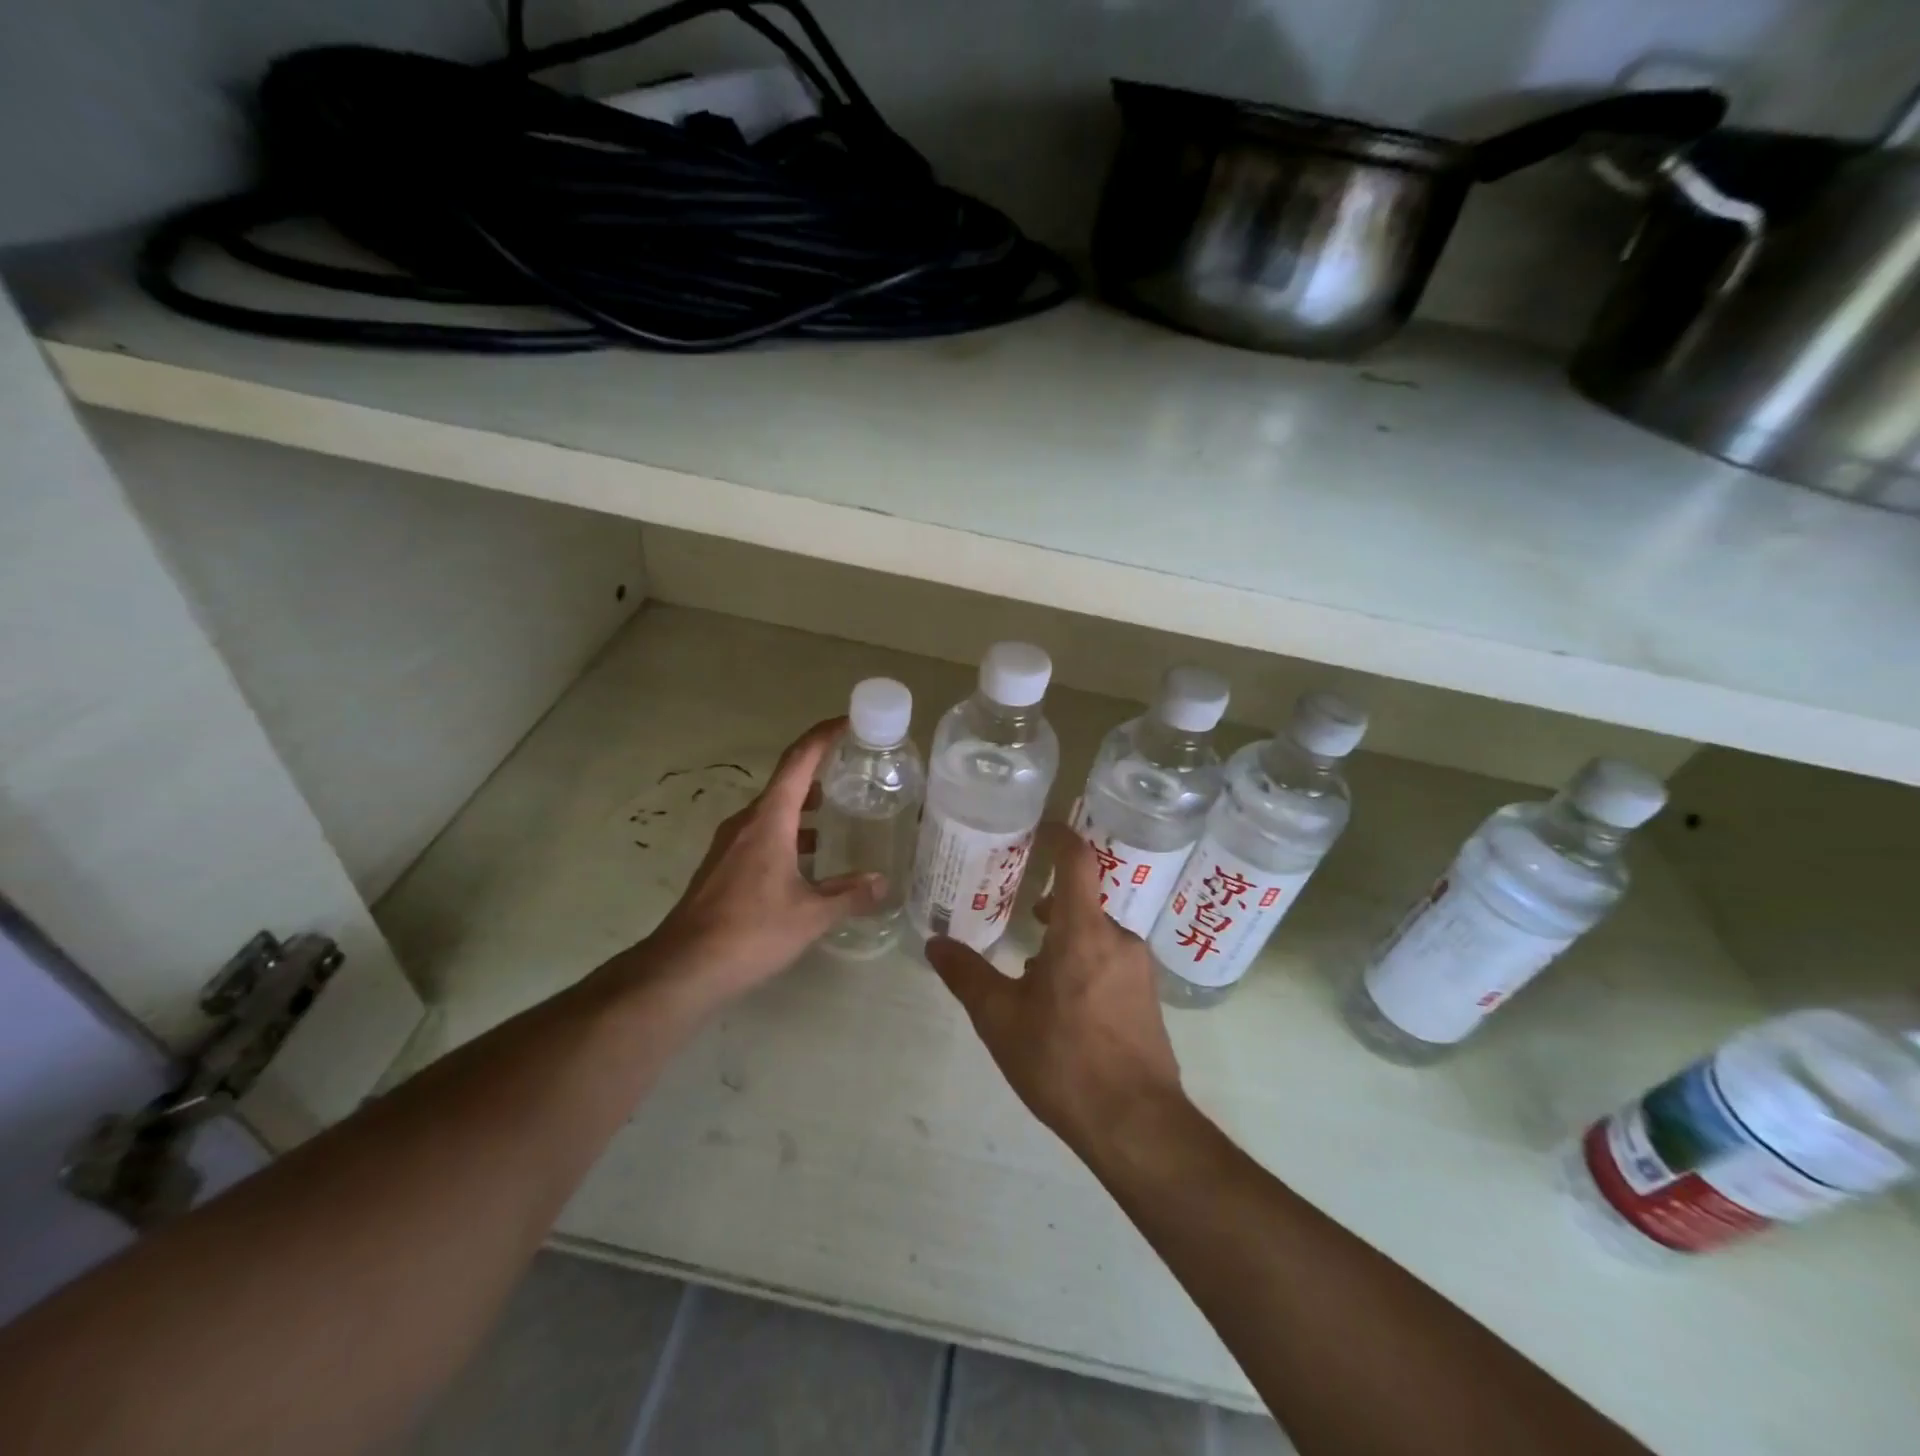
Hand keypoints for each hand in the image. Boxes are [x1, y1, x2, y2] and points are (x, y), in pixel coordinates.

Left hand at [639, 718, 883, 1008]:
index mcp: (769, 820)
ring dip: (804, 805)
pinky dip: (790, 831)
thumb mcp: (809, 915)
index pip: (798, 761)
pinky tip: (809, 858)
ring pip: (774, 810)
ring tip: (840, 811)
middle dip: (820, 771)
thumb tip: (882, 883)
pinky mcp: (723, 866)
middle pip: (786, 782)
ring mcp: (731, 844)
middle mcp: (747, 822)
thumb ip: (848, 895)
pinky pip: (763, 833)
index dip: (823, 736)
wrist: (682, 968)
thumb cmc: (749, 932)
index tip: (848, 722)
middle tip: (856, 771)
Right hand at [925, 824, 1184, 1158]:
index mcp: (1083, 931)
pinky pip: (1113, 963)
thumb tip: (934, 943)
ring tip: (1034, 975)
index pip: (1078, 860)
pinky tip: (1065, 1009)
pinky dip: (1086, 965)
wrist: (1136, 1125)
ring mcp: (1140, 969)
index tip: (1040, 829)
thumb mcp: (1000, 1019)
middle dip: (1053, 906)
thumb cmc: (1063, 1060)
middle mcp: (1119, 938)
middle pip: (1084, 902)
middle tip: (1021, 916)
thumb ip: (966, 975)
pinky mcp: (1149, 998)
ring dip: (1067, 942)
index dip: (1060, 837)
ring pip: (1097, 936)